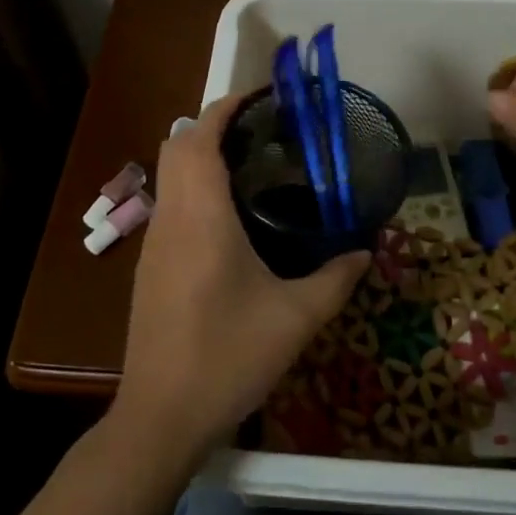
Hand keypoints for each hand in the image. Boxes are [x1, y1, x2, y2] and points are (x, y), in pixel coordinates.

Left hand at [115, 95, 369, 461]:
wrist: (162, 416)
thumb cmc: (228, 356)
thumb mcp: (296, 318)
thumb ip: (336, 279)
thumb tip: (365, 251)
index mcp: (201, 216)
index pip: (200, 137)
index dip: (226, 107)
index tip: (260, 97)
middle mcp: (171, 218)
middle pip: (177, 146)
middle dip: (213, 125)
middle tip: (262, 132)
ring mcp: (154, 242)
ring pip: (169, 175)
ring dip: (201, 156)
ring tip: (253, 166)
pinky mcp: (150, 265)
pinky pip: (170, 204)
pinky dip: (194, 187)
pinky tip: (231, 219)